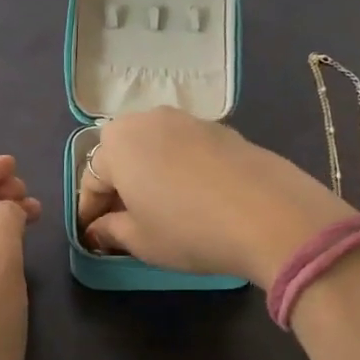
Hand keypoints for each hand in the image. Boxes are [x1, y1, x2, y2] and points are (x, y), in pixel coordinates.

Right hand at [77, 107, 350, 287]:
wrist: (269, 214)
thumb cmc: (188, 229)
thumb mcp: (140, 240)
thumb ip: (110, 231)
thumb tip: (98, 230)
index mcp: (117, 142)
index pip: (91, 180)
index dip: (89, 213)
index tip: (93, 239)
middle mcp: (148, 119)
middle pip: (121, 157)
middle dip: (118, 189)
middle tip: (124, 225)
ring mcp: (188, 120)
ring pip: (154, 149)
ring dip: (149, 176)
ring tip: (159, 211)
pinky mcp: (222, 129)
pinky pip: (185, 150)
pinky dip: (179, 171)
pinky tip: (194, 199)